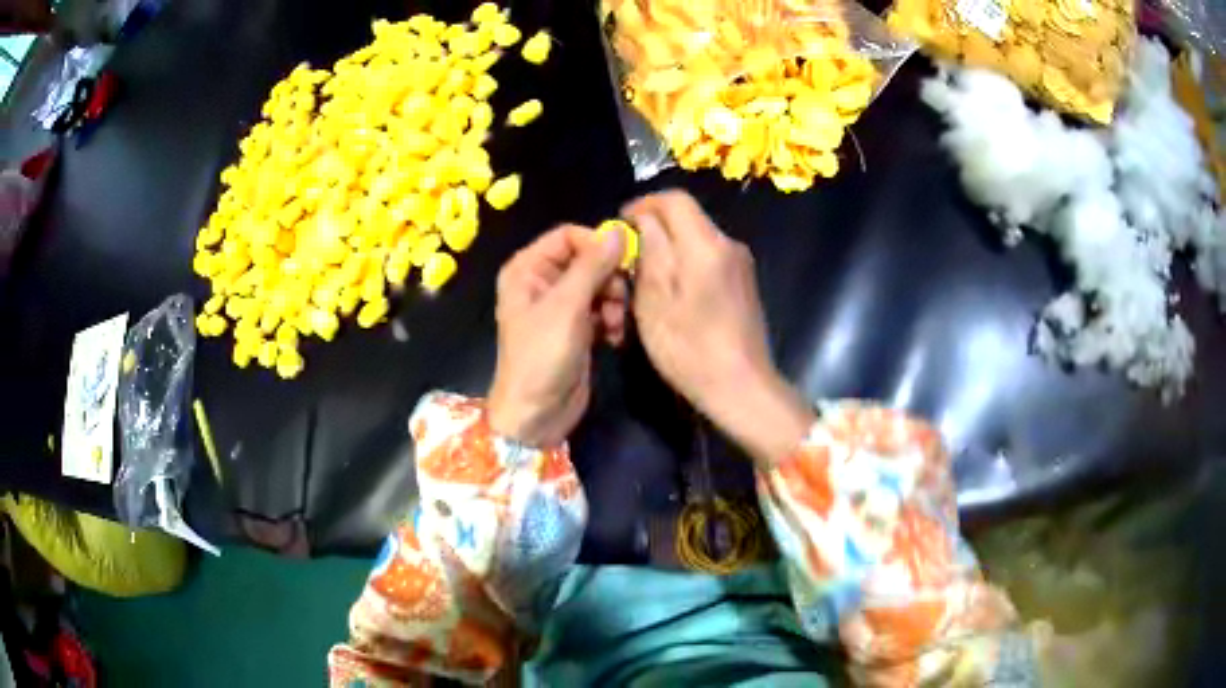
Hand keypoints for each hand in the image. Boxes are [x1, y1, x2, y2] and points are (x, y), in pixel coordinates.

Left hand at [488, 225, 626, 446]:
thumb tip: (617, 230)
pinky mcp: (577, 328)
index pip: (568, 236)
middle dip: (608, 278)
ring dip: (614, 301)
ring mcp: (560, 306)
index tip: (620, 263)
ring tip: (616, 325)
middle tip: (619, 299)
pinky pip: (602, 308)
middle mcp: (542, 281)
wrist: (536, 415)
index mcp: (527, 268)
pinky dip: (612, 319)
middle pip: (587, 259)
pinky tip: (614, 338)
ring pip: (599, 284)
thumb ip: (592, 266)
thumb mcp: (566, 307)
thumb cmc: (542, 356)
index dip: (595, 245)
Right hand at [623, 191, 813, 465]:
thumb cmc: (691, 349)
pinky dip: (687, 263)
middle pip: (688, 217)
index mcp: (706, 244)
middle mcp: (729, 245)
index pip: (675, 199)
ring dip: (670, 247)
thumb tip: (645, 220)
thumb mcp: (655, 300)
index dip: (644, 205)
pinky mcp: (745, 283)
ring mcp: (741, 264)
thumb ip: (651, 251)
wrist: (742, 387)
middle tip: (628, 256)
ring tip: (645, 277)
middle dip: (655, 228)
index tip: (621, 225)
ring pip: (698, 238)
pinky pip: (709, 258)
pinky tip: (673, 293)